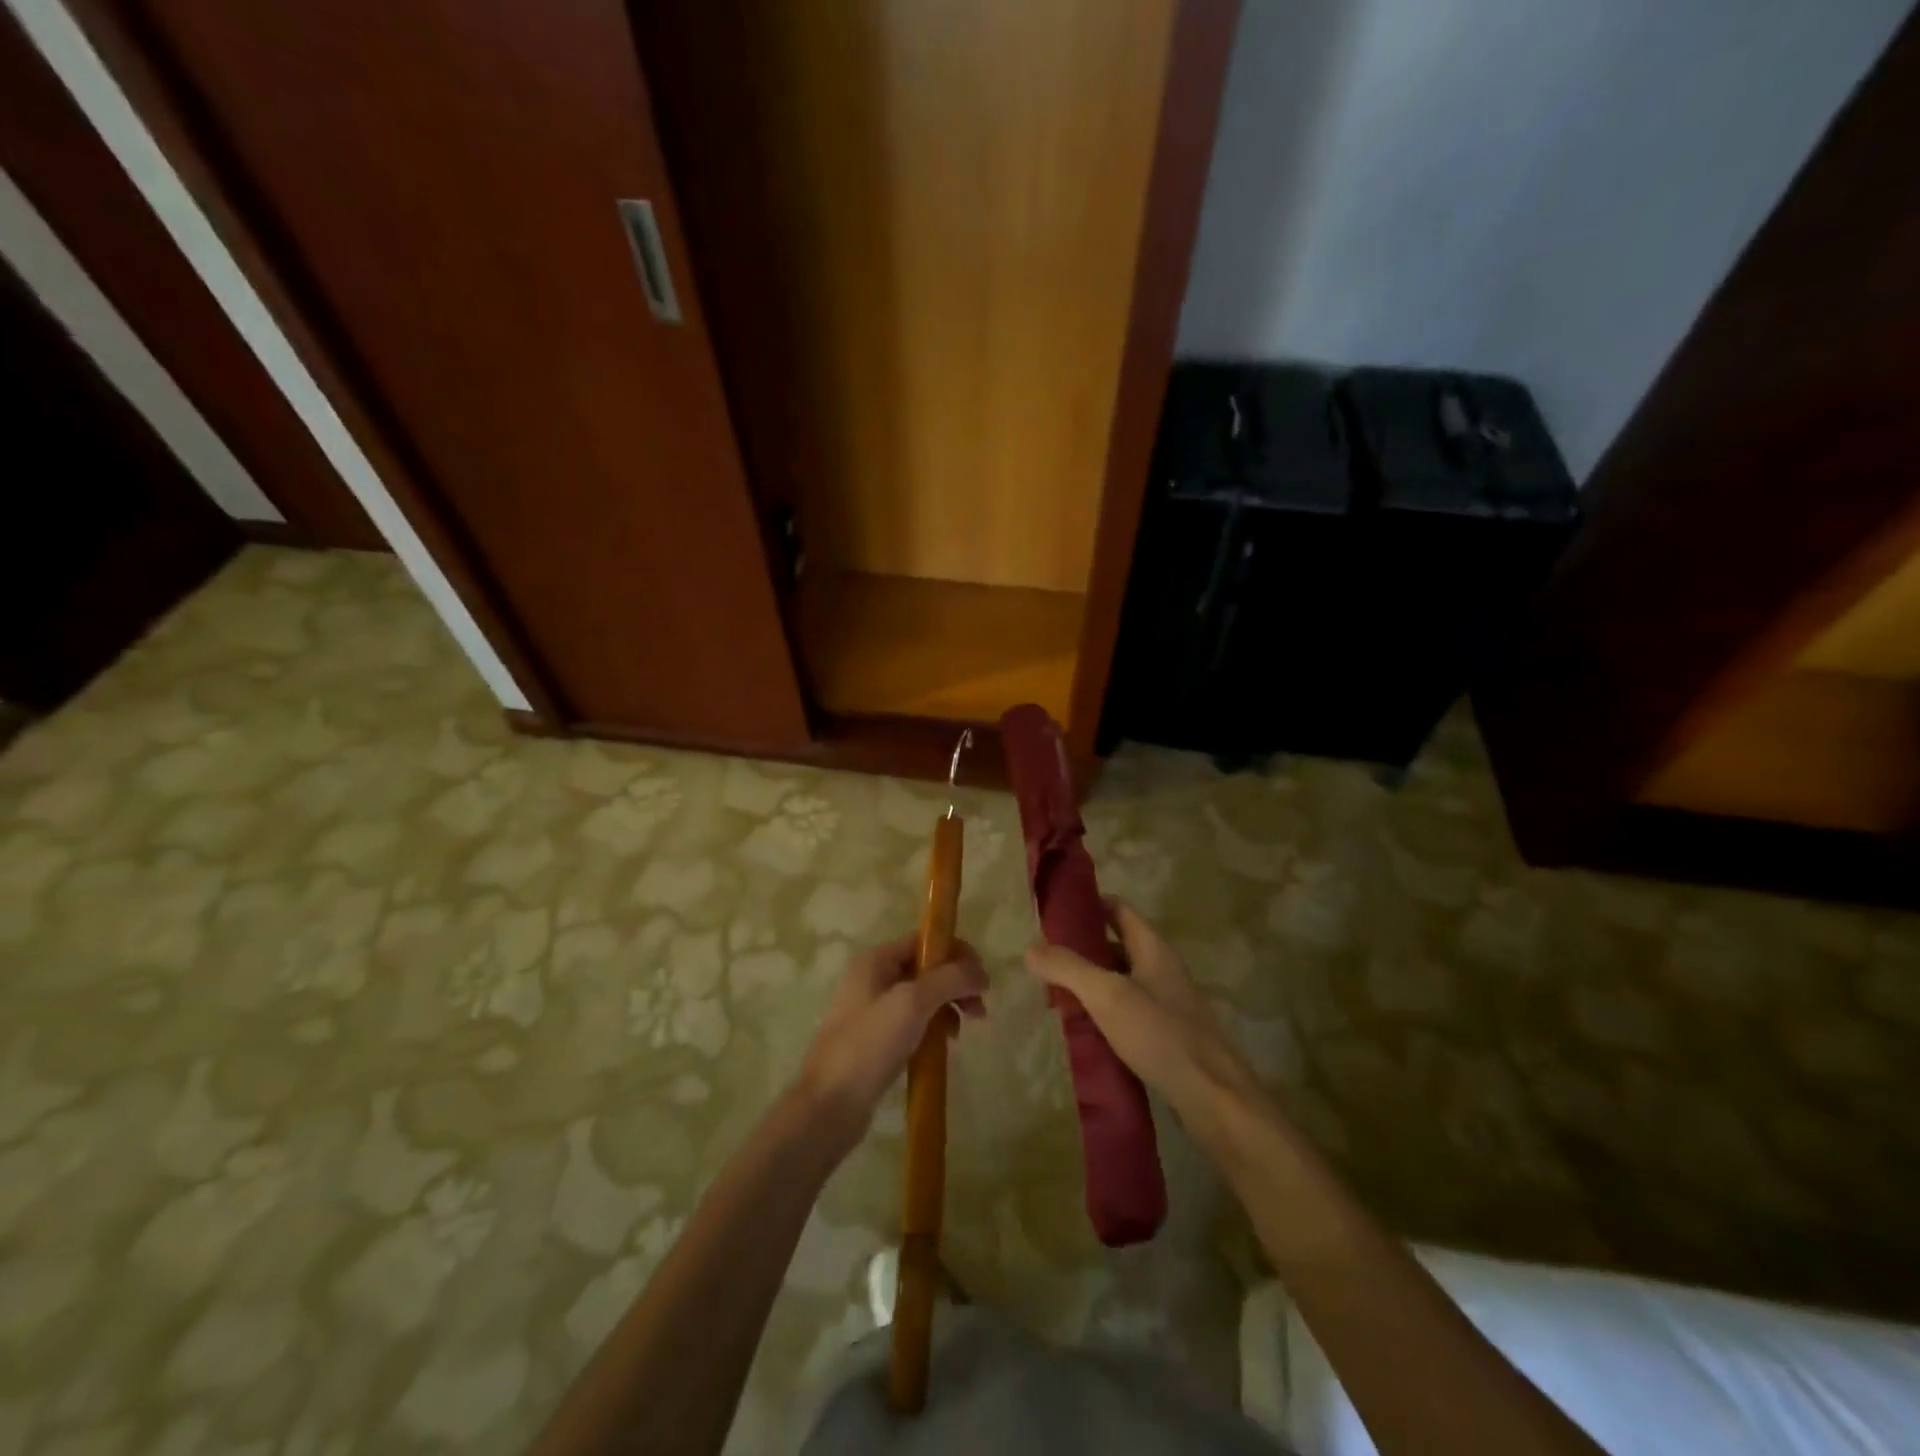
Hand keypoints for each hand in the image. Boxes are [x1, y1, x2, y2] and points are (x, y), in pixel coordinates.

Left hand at [795, 934, 987, 1142]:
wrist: (828, 1105)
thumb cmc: (869, 1045)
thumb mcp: (912, 1003)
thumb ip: (949, 979)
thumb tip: (981, 972)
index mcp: (876, 960)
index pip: (924, 941)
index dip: (956, 953)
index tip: (982, 979)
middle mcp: (872, 978)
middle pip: (926, 968)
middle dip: (956, 984)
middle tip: (979, 1010)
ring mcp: (873, 1010)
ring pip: (922, 997)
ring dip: (947, 1007)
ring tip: (961, 1033)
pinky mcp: (876, 1040)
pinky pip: (913, 1023)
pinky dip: (932, 1028)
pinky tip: (943, 1046)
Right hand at [1025, 900, 1258, 1128]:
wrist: (1213, 1098)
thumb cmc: (1160, 1034)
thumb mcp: (1107, 996)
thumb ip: (1068, 968)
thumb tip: (1030, 948)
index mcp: (1153, 948)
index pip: (1117, 909)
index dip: (1087, 906)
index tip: (1053, 915)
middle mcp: (1162, 968)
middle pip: (1116, 945)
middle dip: (1081, 951)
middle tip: (1045, 962)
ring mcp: (1167, 1002)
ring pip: (1120, 981)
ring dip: (1090, 985)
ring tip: (1055, 998)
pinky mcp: (1166, 1034)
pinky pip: (1128, 1012)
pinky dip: (1104, 1014)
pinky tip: (1083, 1031)